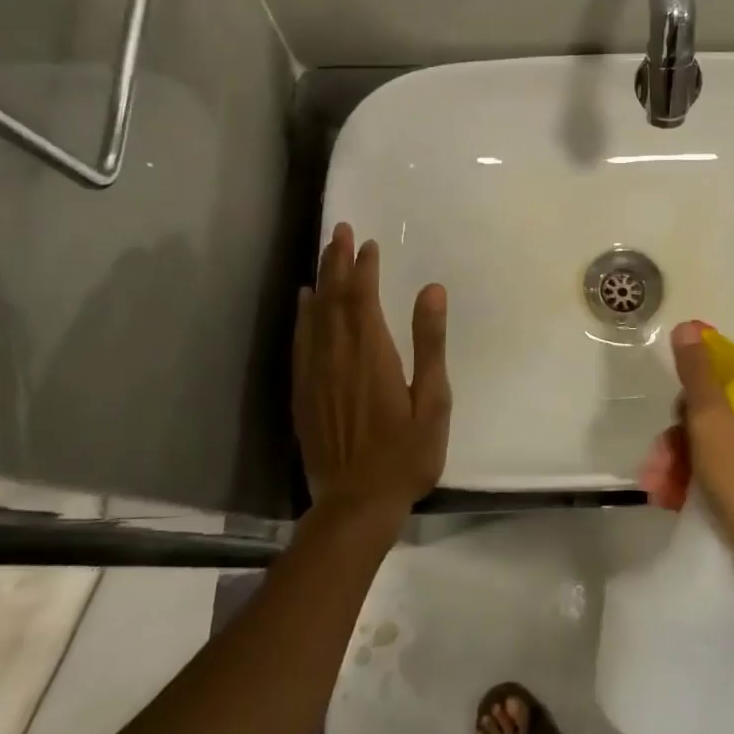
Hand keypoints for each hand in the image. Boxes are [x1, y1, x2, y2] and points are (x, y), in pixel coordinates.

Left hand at [293, 224, 450, 518]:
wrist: (356, 504)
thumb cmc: (406, 454)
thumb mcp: (433, 400)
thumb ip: (430, 343)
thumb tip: (432, 290)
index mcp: (372, 354)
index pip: (363, 297)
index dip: (364, 267)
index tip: (368, 243)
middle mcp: (338, 356)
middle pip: (334, 298)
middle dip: (337, 261)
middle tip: (339, 229)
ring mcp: (316, 375)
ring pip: (314, 315)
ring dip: (320, 280)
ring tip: (324, 253)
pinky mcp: (304, 393)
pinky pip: (300, 342)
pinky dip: (302, 316)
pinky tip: (304, 302)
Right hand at [667, 321, 733, 611]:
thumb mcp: (716, 429)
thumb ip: (699, 378)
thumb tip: (688, 326)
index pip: (723, 381)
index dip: (690, 400)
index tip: (670, 425)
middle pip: (718, 420)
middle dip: (680, 443)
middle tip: (657, 469)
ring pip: (719, 453)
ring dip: (684, 468)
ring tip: (660, 493)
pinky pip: (731, 482)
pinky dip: (703, 489)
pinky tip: (677, 504)